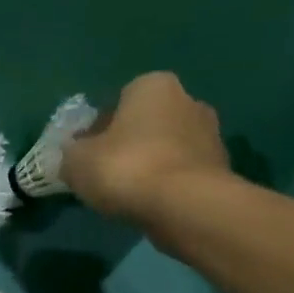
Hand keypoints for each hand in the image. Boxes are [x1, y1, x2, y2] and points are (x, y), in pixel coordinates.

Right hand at [61, 72, 232, 224]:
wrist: (185, 206)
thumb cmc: (126, 168)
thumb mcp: (76, 161)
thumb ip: (72, 153)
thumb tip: (76, 154)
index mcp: (152, 85)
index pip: (116, 102)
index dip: (97, 130)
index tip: (86, 156)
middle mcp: (187, 99)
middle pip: (144, 124)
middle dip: (126, 145)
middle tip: (105, 176)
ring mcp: (210, 134)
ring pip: (165, 149)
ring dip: (148, 166)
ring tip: (127, 196)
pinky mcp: (220, 168)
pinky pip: (181, 173)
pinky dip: (166, 186)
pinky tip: (151, 206)